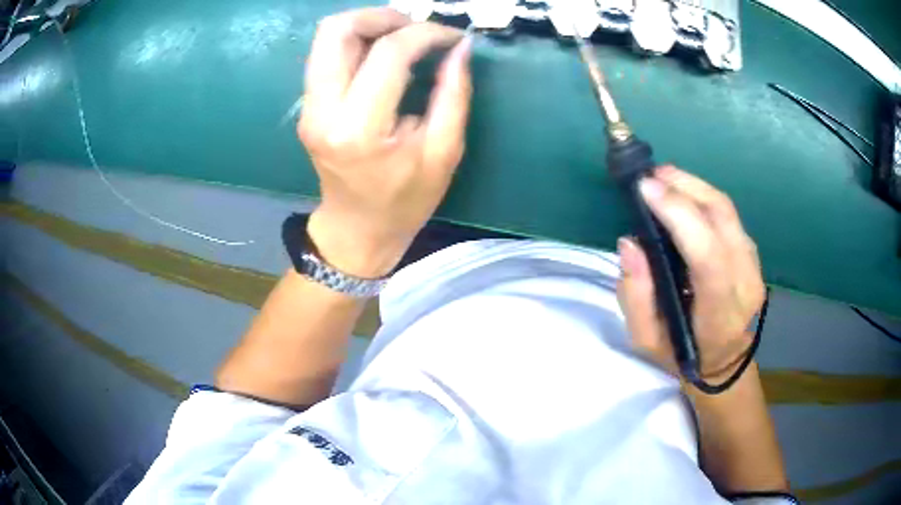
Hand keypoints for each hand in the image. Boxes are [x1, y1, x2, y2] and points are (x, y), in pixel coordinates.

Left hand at [298, 8, 471, 277]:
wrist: (356, 228)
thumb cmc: (404, 200)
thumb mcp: (443, 153)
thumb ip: (454, 94)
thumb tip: (460, 47)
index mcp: (359, 128)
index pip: (388, 53)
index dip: (426, 33)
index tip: (452, 37)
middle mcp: (323, 111)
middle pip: (338, 30)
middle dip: (383, 17)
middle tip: (418, 29)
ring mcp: (309, 107)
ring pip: (327, 37)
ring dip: (368, 25)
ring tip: (403, 38)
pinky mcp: (308, 106)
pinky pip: (327, 54)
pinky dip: (357, 42)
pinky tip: (384, 54)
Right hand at [617, 166, 765, 381]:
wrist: (723, 363)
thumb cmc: (682, 356)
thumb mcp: (646, 340)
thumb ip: (636, 294)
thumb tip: (630, 242)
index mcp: (720, 313)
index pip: (708, 256)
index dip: (679, 215)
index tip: (645, 189)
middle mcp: (745, 283)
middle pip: (722, 218)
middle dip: (685, 186)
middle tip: (651, 175)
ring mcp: (754, 265)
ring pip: (727, 209)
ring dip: (693, 186)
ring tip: (663, 177)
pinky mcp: (752, 254)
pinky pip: (728, 215)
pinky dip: (703, 196)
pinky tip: (682, 195)